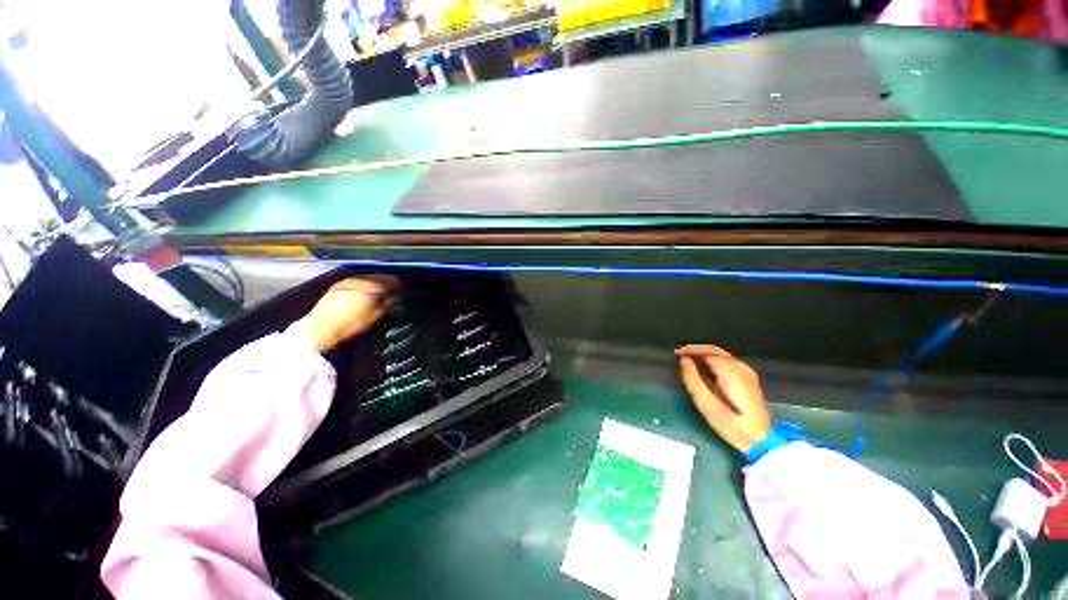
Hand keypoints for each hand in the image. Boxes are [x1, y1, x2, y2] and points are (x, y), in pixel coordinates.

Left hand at [288, 275, 400, 352]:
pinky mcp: (339, 285)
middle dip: (389, 282)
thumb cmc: (353, 323)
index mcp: (374, 285)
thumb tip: (398, 295)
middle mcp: (362, 279)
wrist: (321, 327)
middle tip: (394, 291)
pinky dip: (365, 285)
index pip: (393, 280)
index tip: (404, 291)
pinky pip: (358, 281)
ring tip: (380, 292)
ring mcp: (349, 280)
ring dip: (377, 283)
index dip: (400, 285)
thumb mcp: (376, 315)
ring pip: (369, 277)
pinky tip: (364, 293)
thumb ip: (389, 302)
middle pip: (381, 276)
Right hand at [676, 344, 771, 452]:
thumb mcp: (705, 403)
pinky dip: (714, 361)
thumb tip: (684, 361)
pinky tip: (705, 370)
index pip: (706, 351)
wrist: (759, 440)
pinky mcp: (749, 379)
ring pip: (722, 355)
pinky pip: (728, 362)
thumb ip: (692, 379)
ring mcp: (747, 372)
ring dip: (705, 355)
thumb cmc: (730, 423)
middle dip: (697, 351)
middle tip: (681, 355)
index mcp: (730, 370)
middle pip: (715, 351)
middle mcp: (740, 367)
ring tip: (690, 362)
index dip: (690, 350)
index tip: (676, 353)